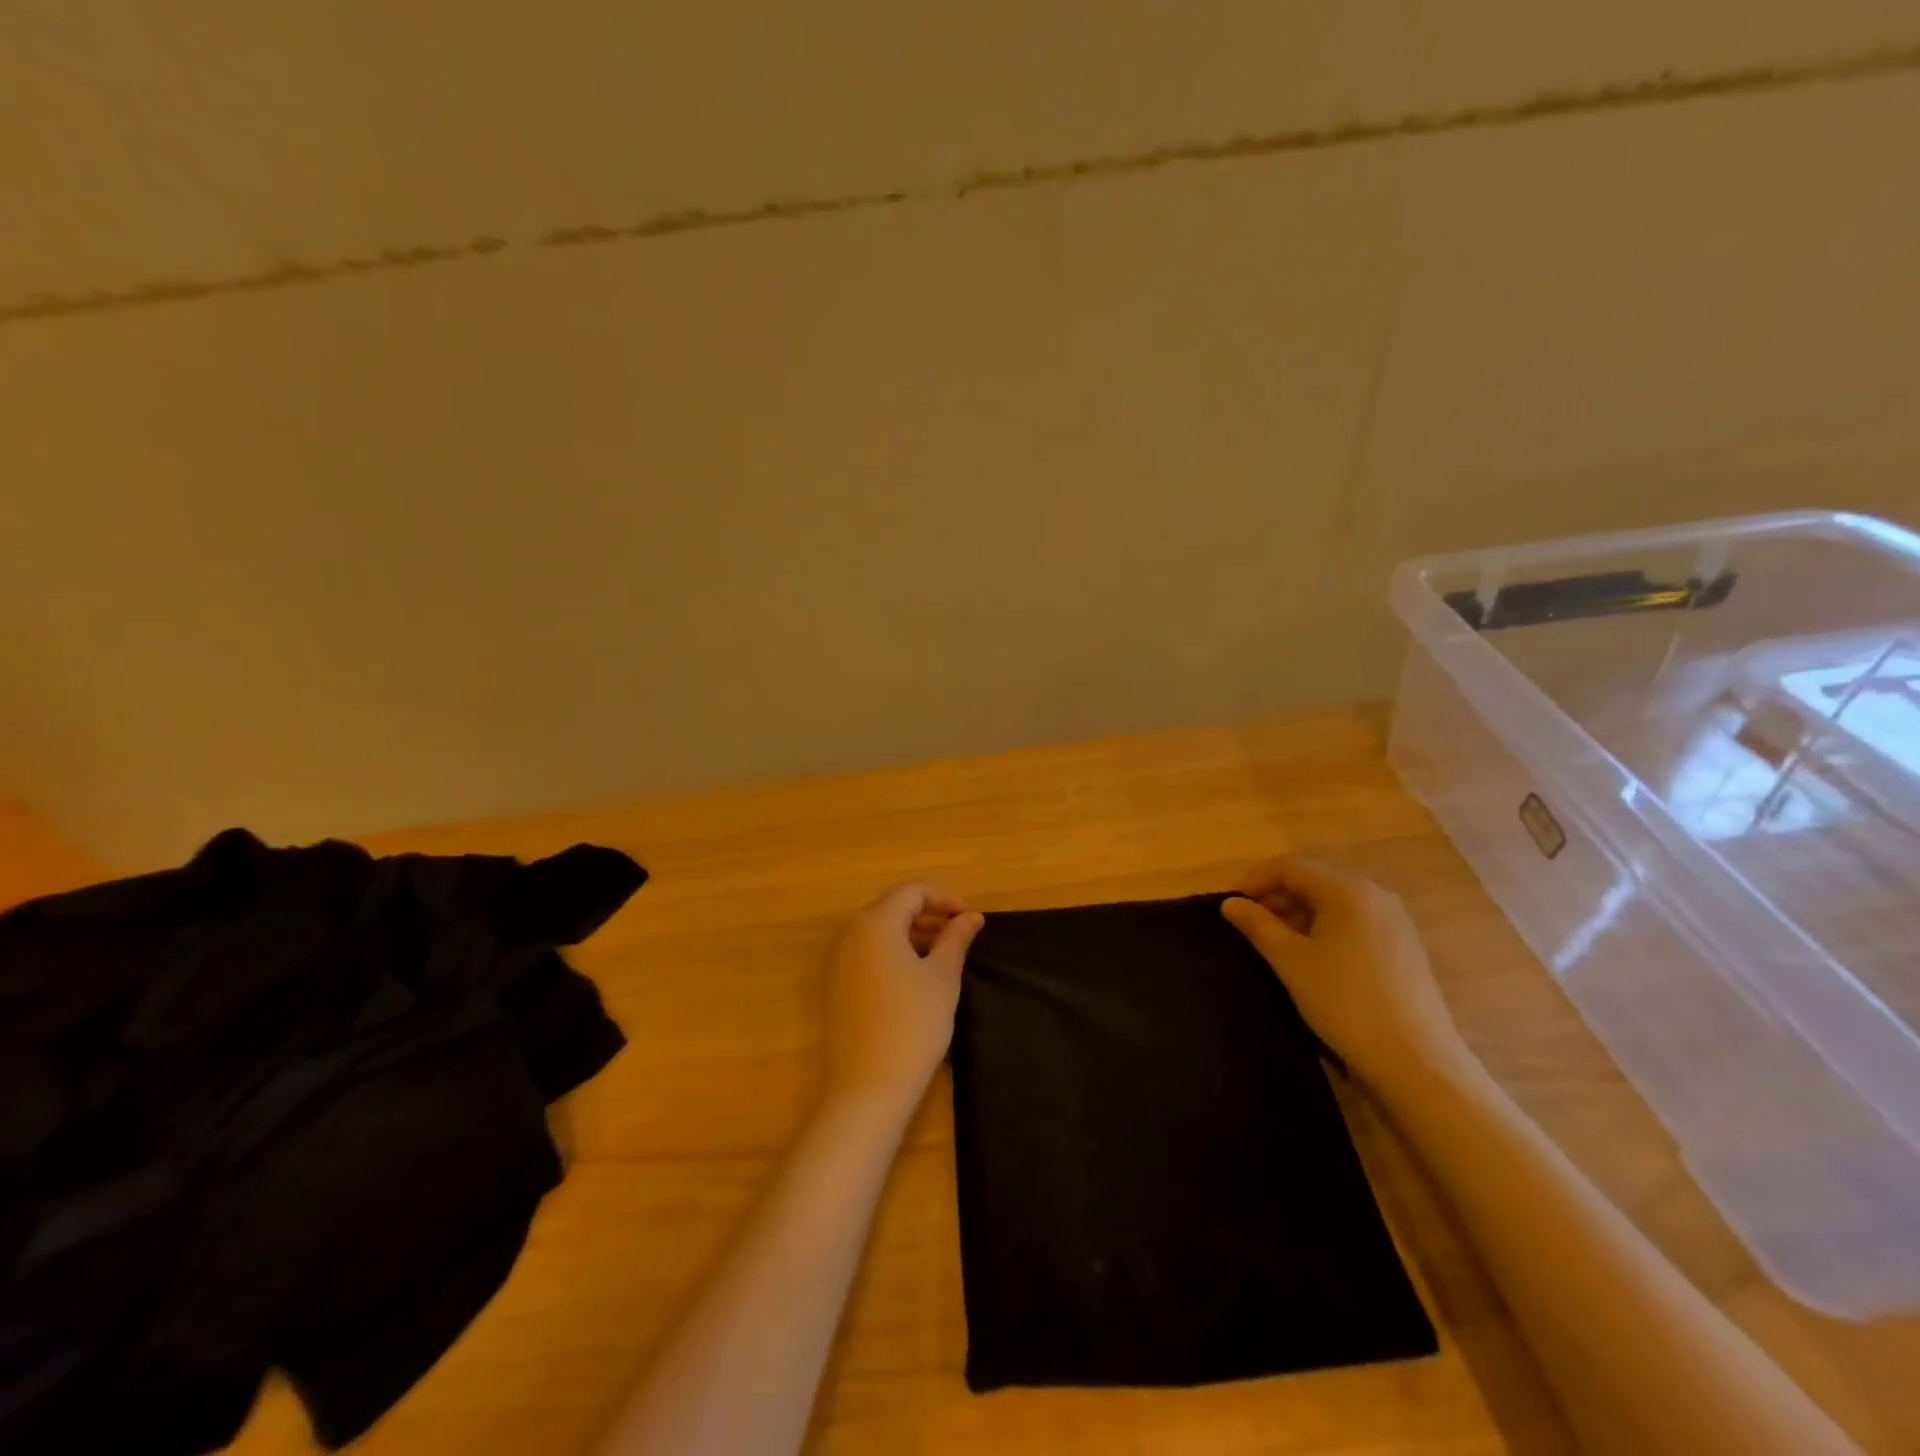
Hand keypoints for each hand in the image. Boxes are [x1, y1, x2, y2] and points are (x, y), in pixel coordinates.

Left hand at [823, 883, 983, 1111]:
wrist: (869, 1086)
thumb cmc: (913, 1024)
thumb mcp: (942, 976)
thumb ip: (956, 939)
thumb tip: (971, 917)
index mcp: (875, 923)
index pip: (912, 891)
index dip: (946, 898)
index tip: (973, 917)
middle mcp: (850, 933)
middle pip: (893, 906)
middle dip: (930, 913)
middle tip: (963, 932)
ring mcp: (838, 960)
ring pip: (880, 930)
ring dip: (913, 932)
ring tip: (946, 952)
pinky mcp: (837, 984)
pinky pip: (868, 952)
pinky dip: (895, 951)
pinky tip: (918, 973)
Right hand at [1221, 857, 1466, 1086]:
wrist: (1416, 1061)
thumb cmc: (1344, 1003)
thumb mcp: (1291, 961)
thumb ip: (1258, 925)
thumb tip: (1230, 903)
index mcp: (1347, 890)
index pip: (1290, 867)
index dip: (1255, 880)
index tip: (1231, 905)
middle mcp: (1375, 894)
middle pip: (1314, 880)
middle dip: (1277, 897)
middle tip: (1249, 925)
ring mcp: (1395, 920)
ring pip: (1335, 902)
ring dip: (1300, 913)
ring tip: (1277, 943)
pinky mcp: (1404, 945)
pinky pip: (1355, 921)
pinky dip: (1327, 928)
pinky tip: (1315, 958)